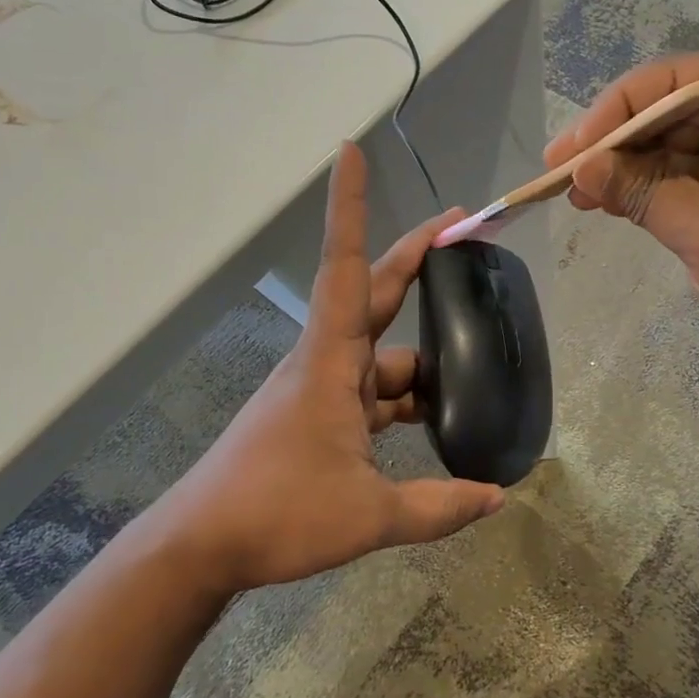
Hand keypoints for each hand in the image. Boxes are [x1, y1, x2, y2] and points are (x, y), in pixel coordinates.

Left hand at [164, 143, 505, 593]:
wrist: (200, 546)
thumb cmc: (278, 513)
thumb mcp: (369, 514)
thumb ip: (438, 507)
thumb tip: (497, 498)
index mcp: (332, 361)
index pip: (348, 267)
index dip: (350, 206)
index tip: (349, 151)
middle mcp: (326, 362)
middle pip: (377, 294)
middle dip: (418, 258)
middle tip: (462, 230)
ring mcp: (319, 389)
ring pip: (382, 356)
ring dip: (422, 362)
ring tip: (474, 373)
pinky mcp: (316, 416)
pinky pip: (370, 393)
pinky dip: (402, 401)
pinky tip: (432, 421)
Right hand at [546, 54, 698, 380]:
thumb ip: (645, 195)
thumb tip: (583, 169)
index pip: (679, 82)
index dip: (621, 105)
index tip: (578, 147)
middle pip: (669, 113)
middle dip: (613, 140)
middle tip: (559, 171)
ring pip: (670, 150)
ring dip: (623, 169)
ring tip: (573, 193)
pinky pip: (681, 182)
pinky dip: (644, 193)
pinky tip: (605, 205)